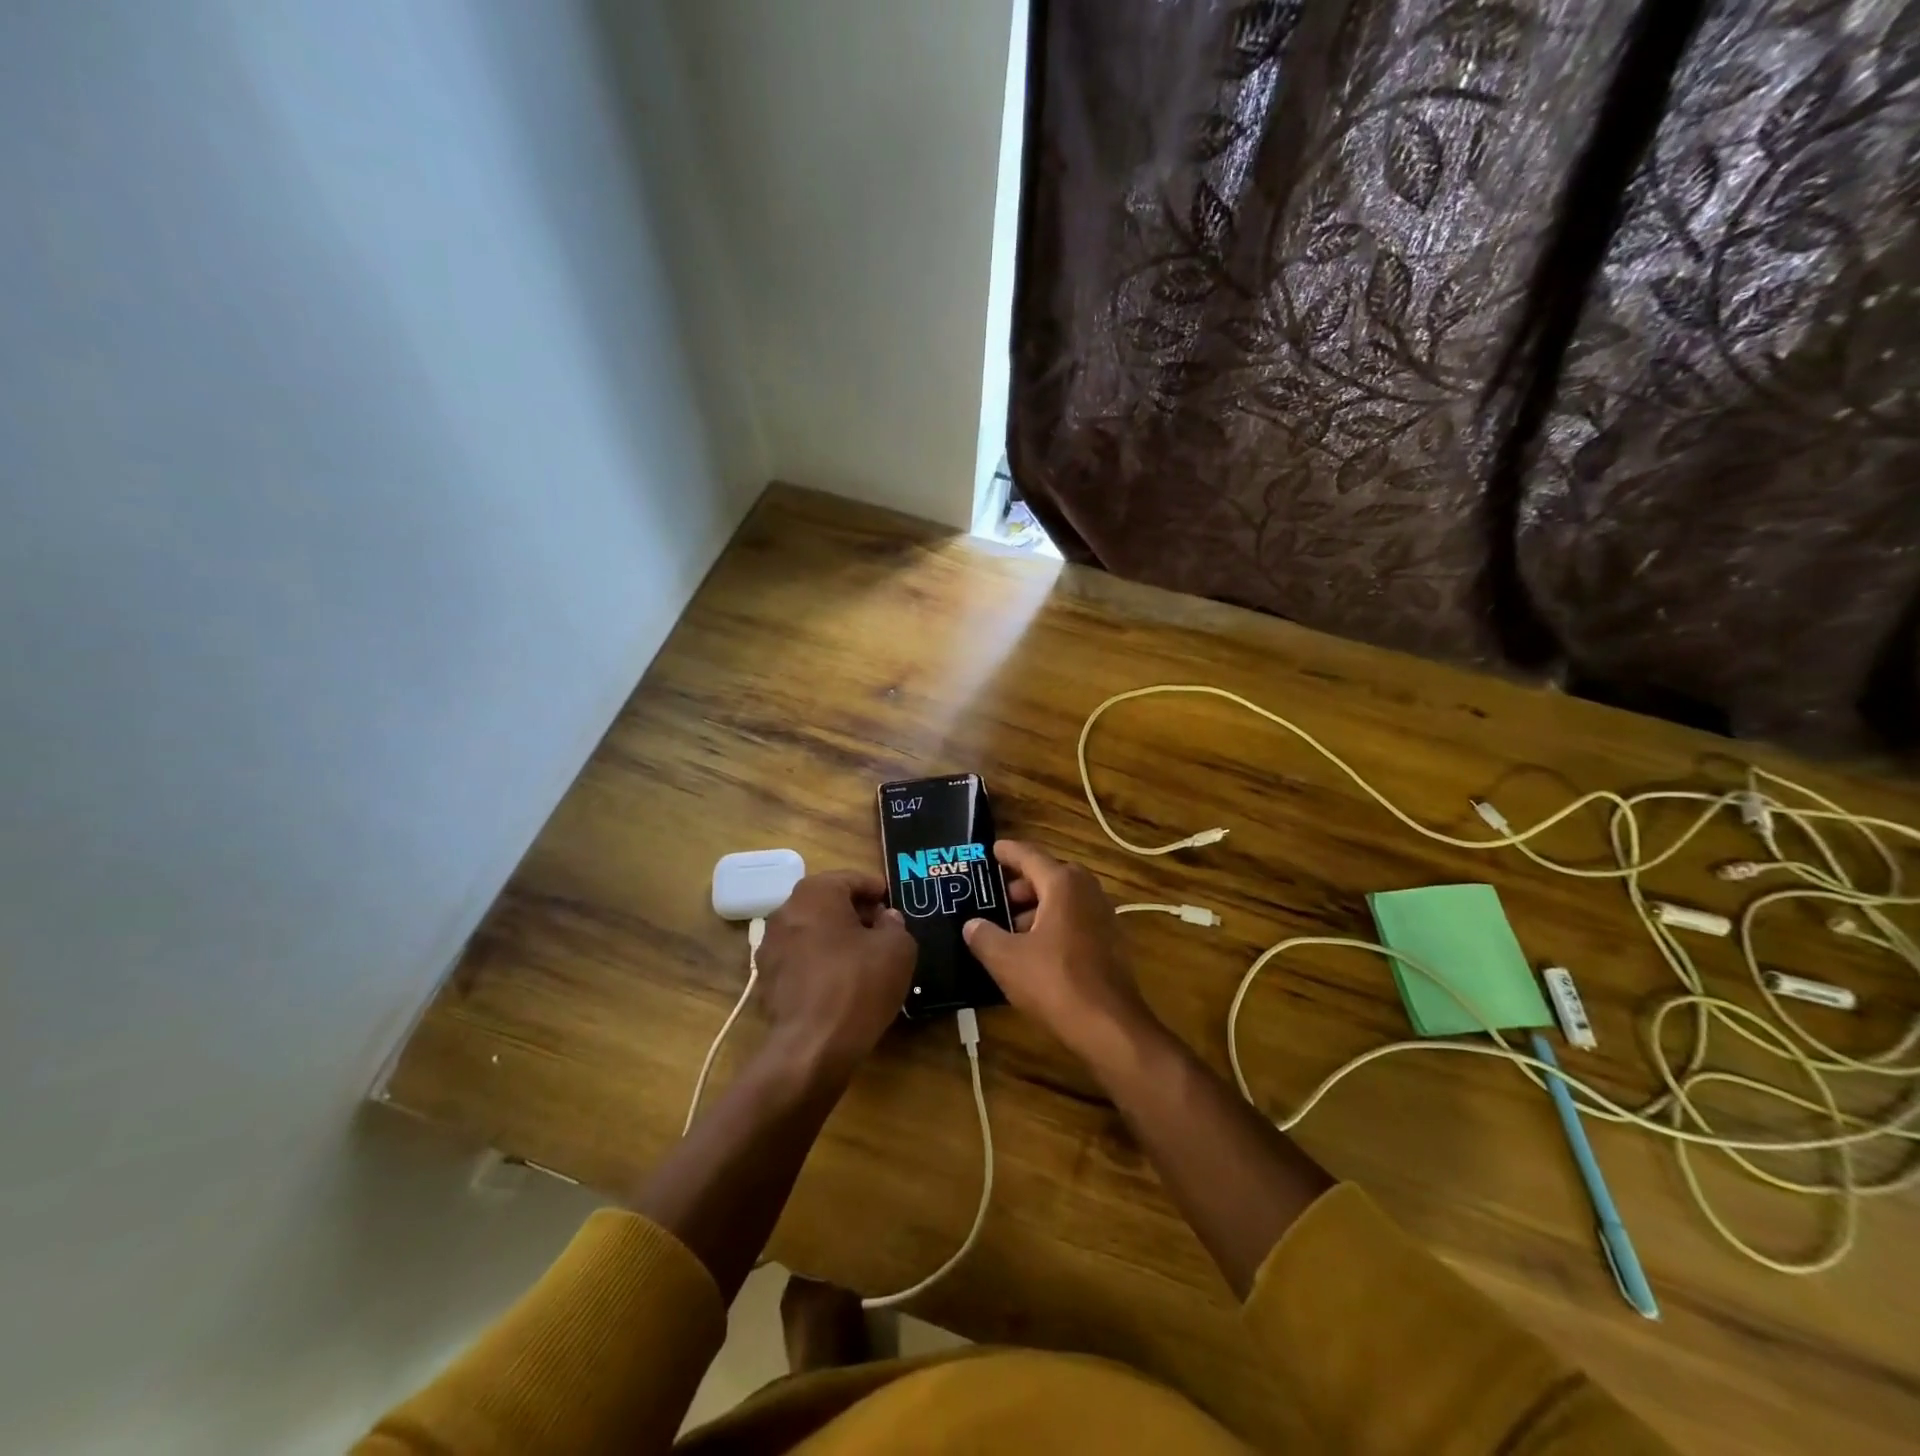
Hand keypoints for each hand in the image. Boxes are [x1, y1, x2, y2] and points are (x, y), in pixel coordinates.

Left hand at [754, 870, 916, 1077]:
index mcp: (815, 893)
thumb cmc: (858, 985)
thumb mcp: (897, 949)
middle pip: (828, 903)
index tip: (893, 904)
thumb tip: (885, 919)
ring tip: (864, 959)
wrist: (811, 1047)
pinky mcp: (766, 979)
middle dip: (856, 913)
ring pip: (812, 931)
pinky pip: (801, 959)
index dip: (877, 891)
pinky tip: (841, 983)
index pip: (852, 879)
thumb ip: (895, 925)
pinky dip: (820, 962)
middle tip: (883, 931)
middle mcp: (785, 911)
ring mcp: (770, 946)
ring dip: (836, 938)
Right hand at [962, 841, 1157, 1065]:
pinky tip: (1032, 949)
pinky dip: (1052, 924)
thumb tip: (972, 924)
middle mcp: (1087, 890)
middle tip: (992, 897)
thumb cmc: (1055, 982)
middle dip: (1019, 884)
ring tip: (1007, 928)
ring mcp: (1103, 916)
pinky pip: (1074, 919)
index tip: (990, 850)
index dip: (1007, 852)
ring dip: (1035, 907)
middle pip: (1047, 875)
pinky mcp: (1110, 941)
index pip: (1029, 855)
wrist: (1109, 1026)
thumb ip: (984, 936)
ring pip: (1062, 899)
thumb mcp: (1006, 959)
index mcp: (1063, 883)